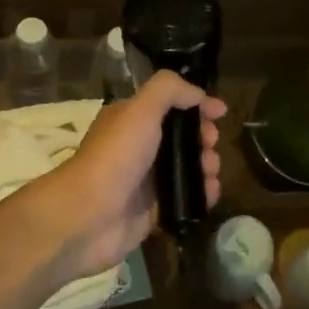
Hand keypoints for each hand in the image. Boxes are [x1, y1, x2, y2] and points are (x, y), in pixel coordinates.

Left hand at [27, 71, 224, 280]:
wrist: (88, 217)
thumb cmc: (115, 157)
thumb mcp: (140, 110)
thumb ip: (169, 90)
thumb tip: (199, 94)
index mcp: (133, 119)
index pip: (172, 105)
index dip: (197, 105)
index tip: (221, 112)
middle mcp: (140, 146)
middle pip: (184, 136)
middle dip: (204, 137)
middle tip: (210, 145)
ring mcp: (147, 180)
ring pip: (188, 167)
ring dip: (207, 166)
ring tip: (210, 172)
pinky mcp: (154, 210)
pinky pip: (187, 198)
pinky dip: (202, 194)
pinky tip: (209, 194)